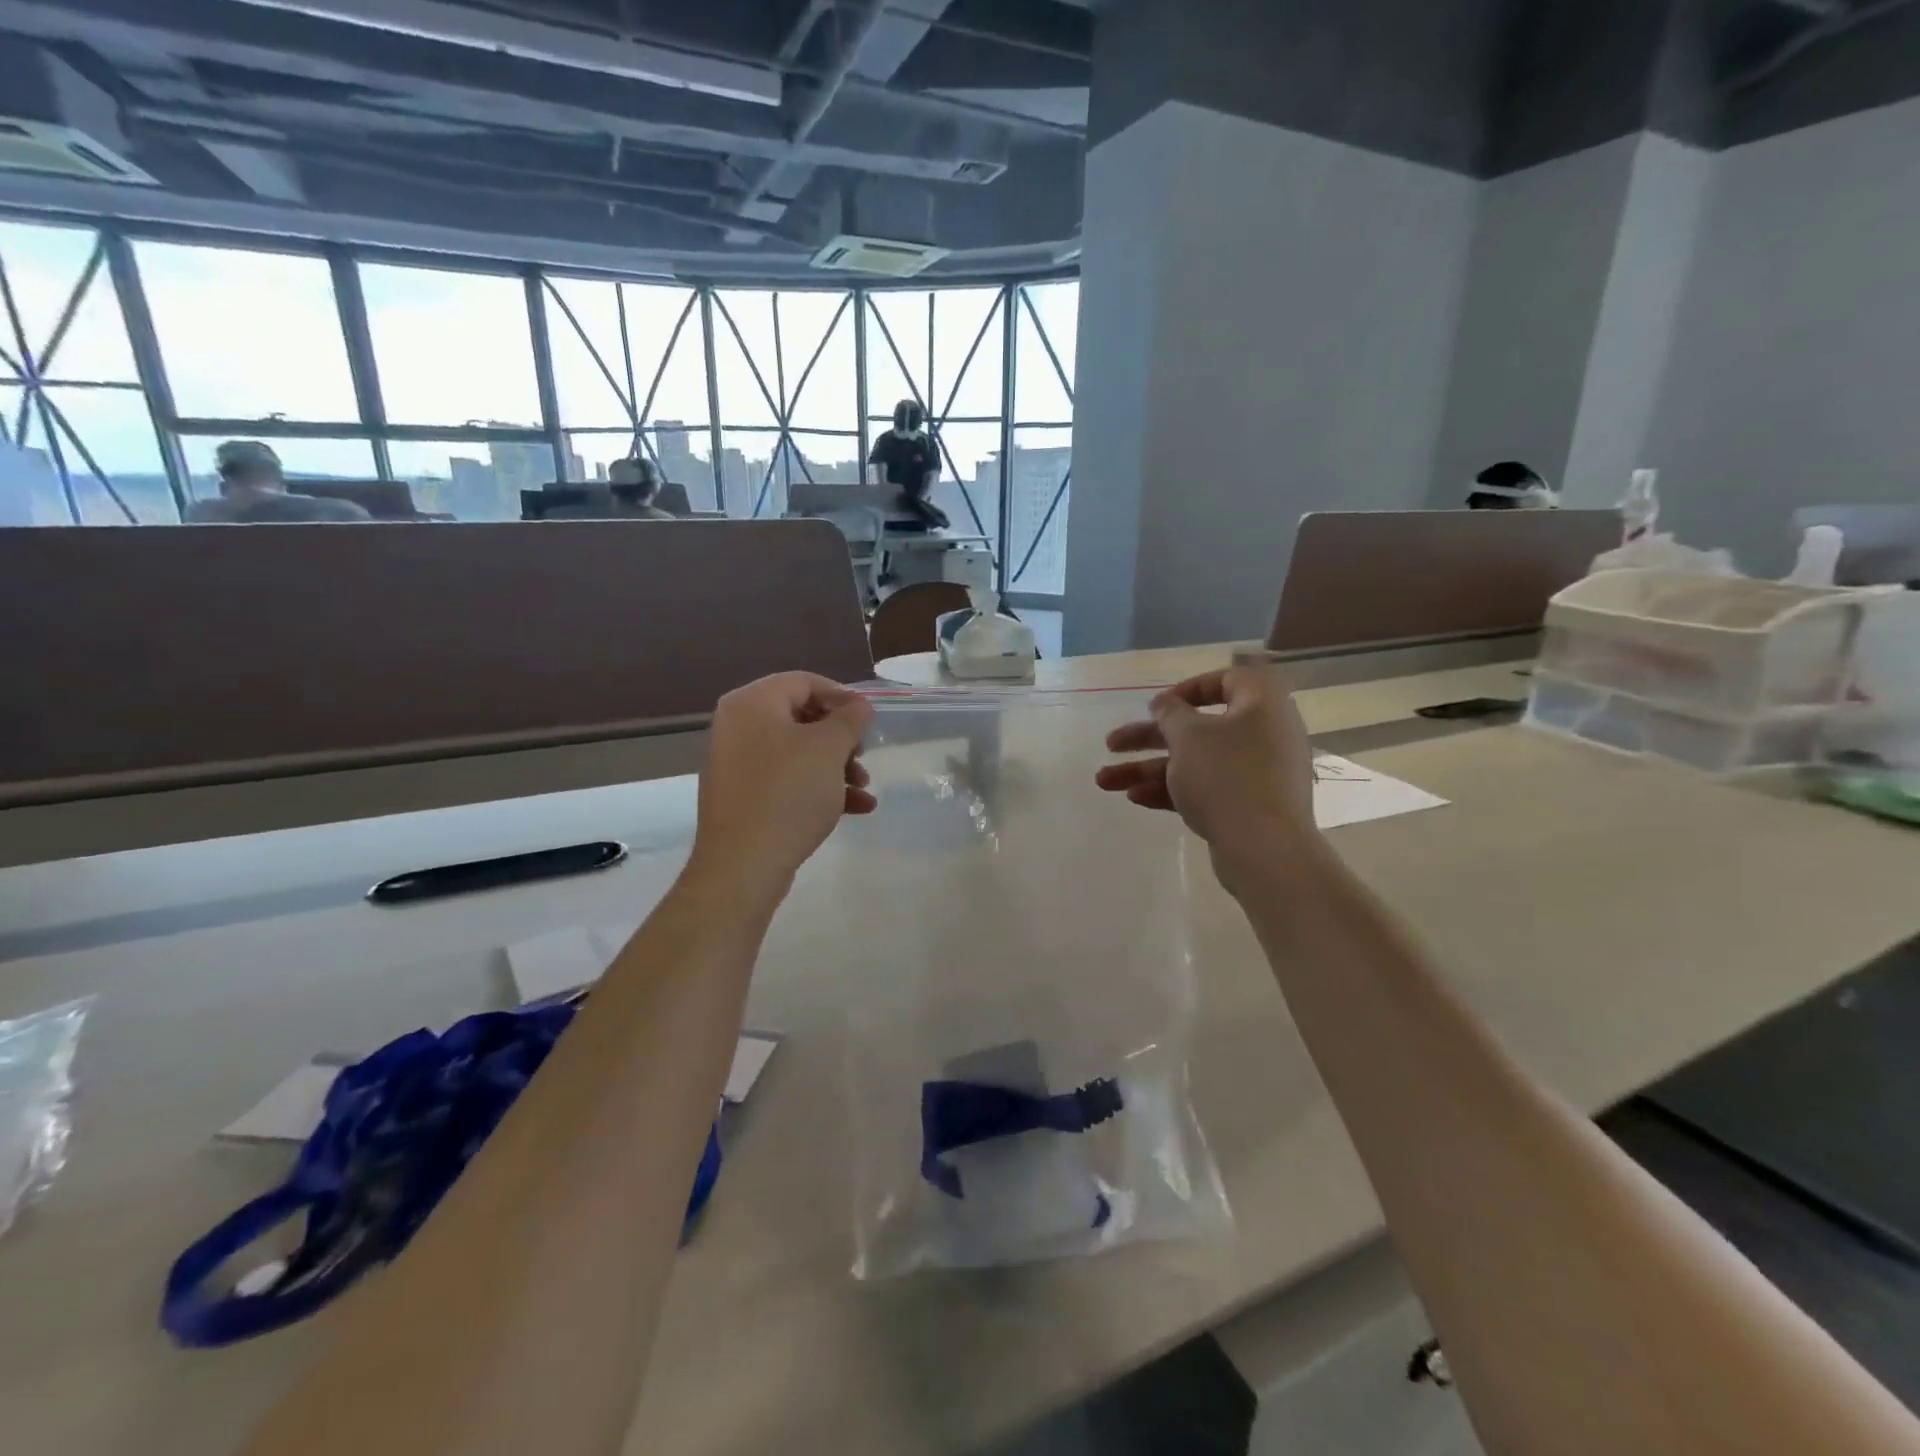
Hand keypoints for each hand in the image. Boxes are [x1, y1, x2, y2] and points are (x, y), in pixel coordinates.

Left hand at [689, 673, 874, 892]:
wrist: (743, 865)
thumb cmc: (788, 794)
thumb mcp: (828, 749)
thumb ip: (849, 719)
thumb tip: (859, 705)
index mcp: (752, 703)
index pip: (803, 682)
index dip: (842, 696)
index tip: (868, 720)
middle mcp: (738, 726)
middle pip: (801, 718)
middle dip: (841, 738)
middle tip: (863, 756)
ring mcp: (738, 763)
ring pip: (797, 752)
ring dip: (836, 766)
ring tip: (863, 788)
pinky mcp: (744, 796)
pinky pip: (786, 779)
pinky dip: (819, 787)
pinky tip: (856, 808)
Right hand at [1095, 666, 1321, 890]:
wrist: (1265, 849)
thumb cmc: (1226, 776)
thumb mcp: (1188, 735)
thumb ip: (1171, 714)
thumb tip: (1166, 703)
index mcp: (1261, 705)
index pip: (1229, 680)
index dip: (1189, 689)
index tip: (1158, 705)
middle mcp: (1264, 735)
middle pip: (1198, 729)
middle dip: (1148, 738)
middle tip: (1111, 744)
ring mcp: (1257, 775)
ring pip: (1195, 763)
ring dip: (1149, 769)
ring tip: (1104, 781)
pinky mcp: (1249, 808)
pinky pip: (1206, 789)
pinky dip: (1172, 790)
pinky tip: (1135, 798)